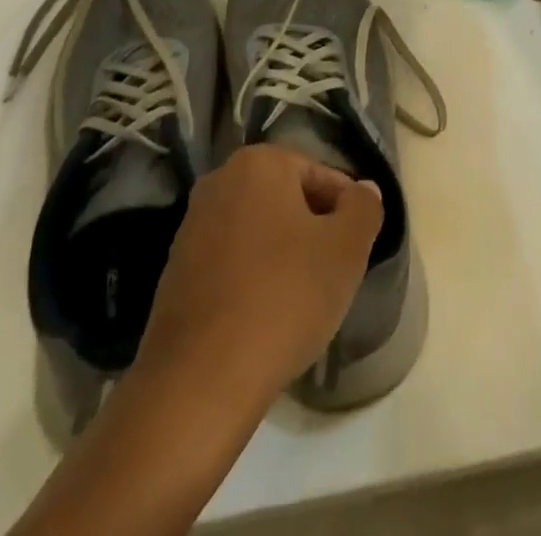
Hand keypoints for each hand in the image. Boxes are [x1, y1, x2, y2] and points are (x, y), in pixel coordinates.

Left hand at [134, 145, 382, 405]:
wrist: (200, 378)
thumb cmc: (283, 298)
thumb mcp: (345, 250)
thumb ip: (363, 209)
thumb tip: (365, 189)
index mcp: (258, 162)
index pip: (320, 174)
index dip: (346, 210)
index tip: (357, 249)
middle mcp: (219, 180)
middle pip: (286, 199)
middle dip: (313, 231)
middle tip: (334, 274)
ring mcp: (192, 224)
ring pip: (258, 230)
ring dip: (283, 255)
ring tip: (302, 300)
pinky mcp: (176, 268)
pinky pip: (231, 261)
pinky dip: (253, 279)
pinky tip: (266, 317)